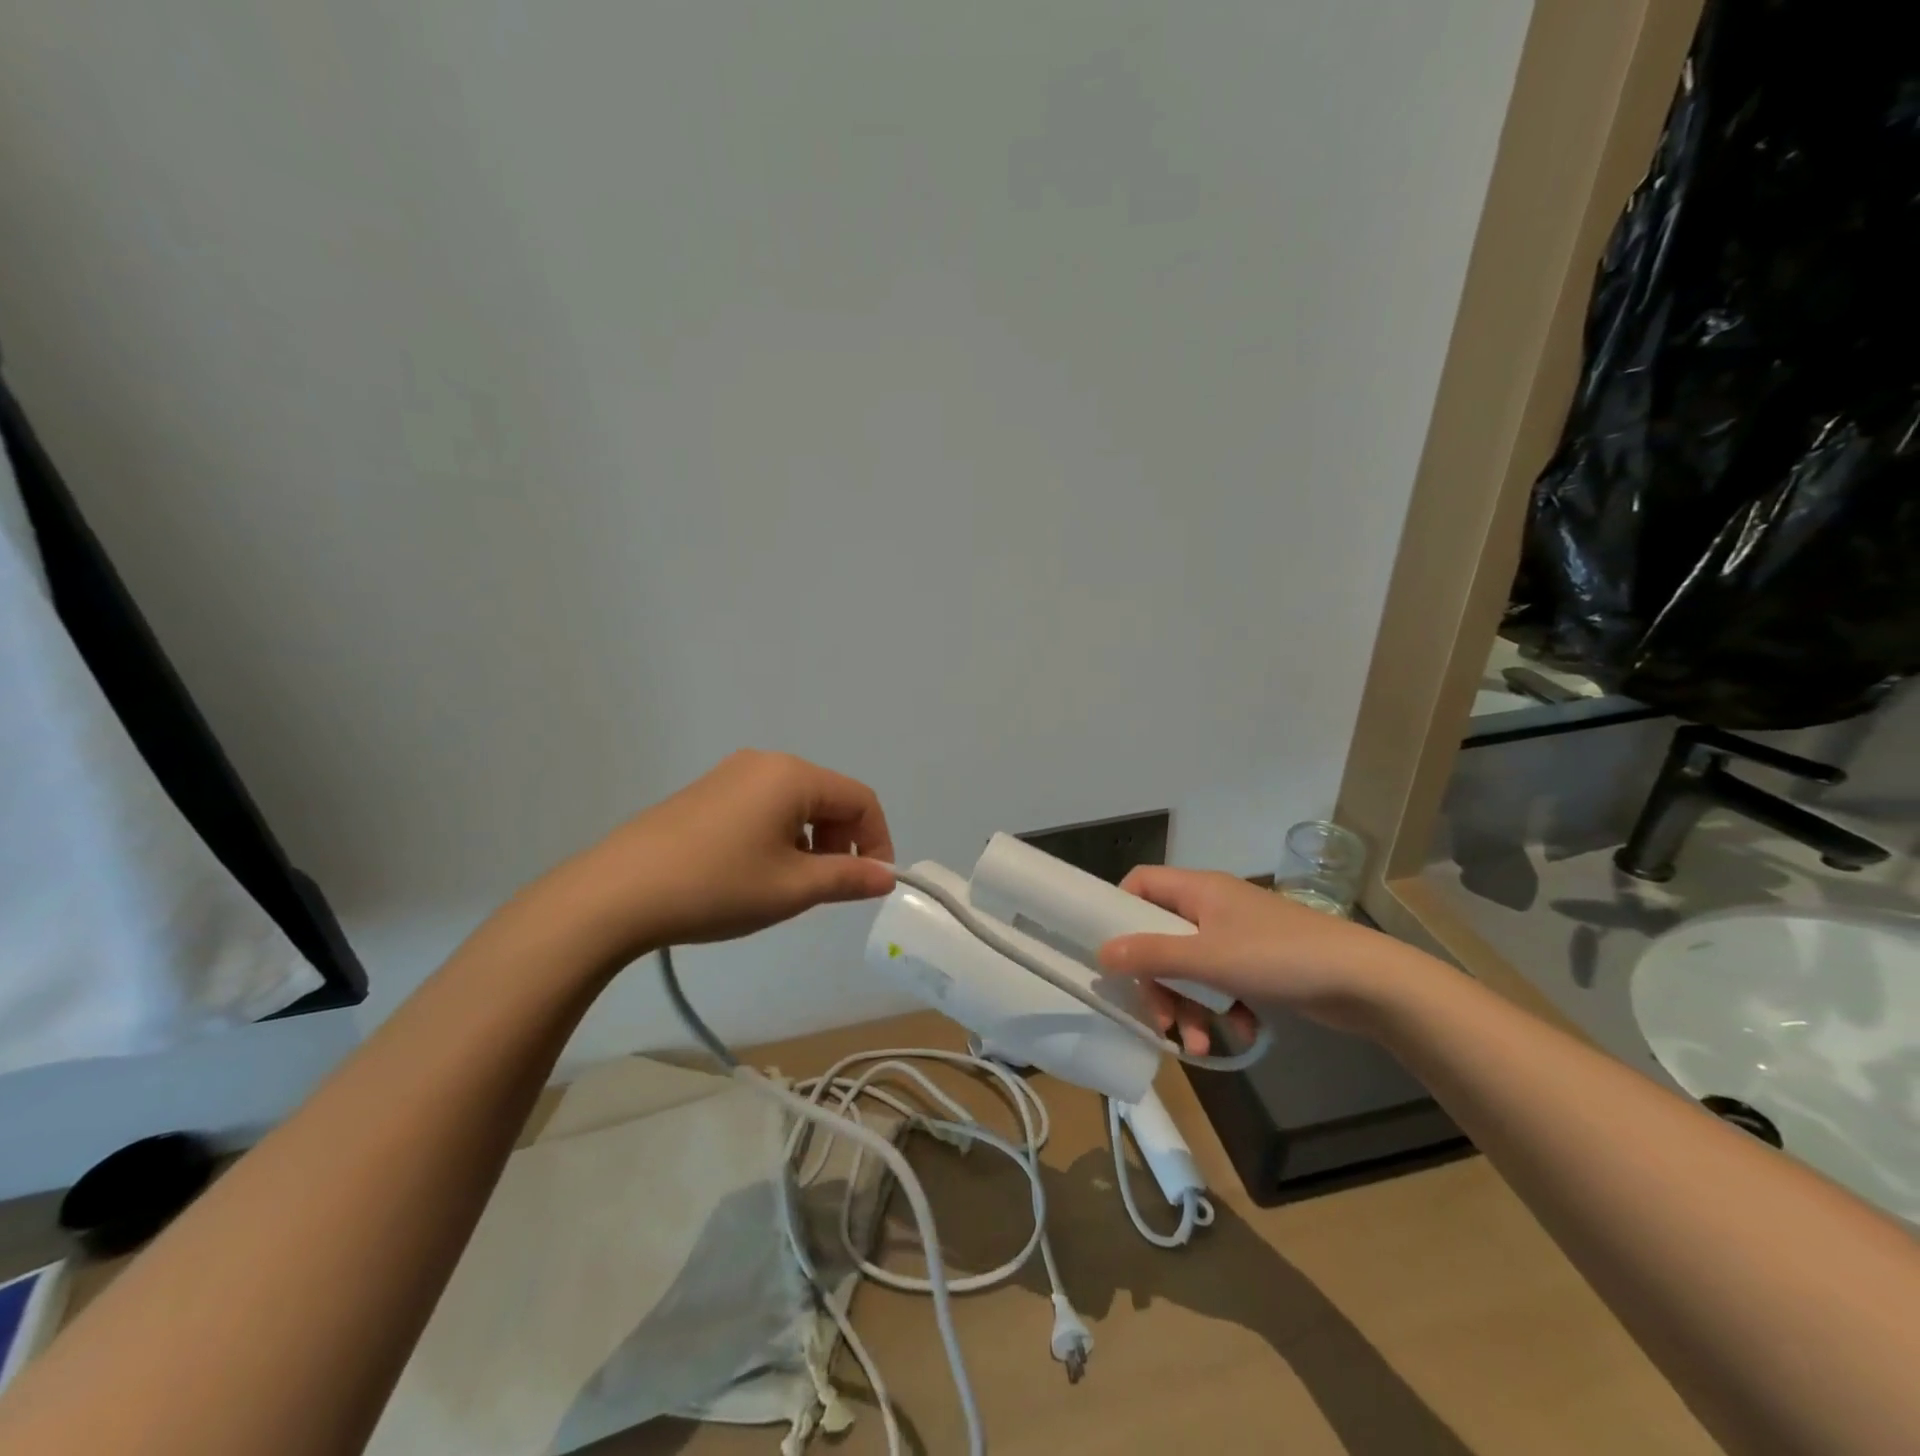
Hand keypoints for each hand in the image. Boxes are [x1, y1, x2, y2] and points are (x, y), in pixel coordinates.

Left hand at [566, 750, 896, 958]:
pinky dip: (778, 835)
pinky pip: (763, 806)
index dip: (877, 841)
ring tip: (788, 885)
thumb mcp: (792, 888)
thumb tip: (886, 876)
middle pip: (828, 797)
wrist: (616, 894)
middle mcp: (765, 763)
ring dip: (810, 841)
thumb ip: (848, 879)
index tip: (872, 884)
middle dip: (842, 841)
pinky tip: (753, 872)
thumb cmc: (717, 886)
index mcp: (793, 776)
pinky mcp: (706, 792)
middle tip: (826, 888)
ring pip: (795, 803)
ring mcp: (731, 774)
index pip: (861, 800)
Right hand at [1099, 867, 1435, 1043]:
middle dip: (1158, 981)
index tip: (1111, 951)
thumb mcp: (1207, 958)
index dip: (1120, 911)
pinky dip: (1224, 1008)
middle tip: (1161, 1019)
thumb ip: (1152, 955)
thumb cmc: (1278, 957)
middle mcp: (1213, 906)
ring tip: (1197, 1045)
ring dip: (1189, 1006)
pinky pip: (1223, 982)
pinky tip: (1240, 1033)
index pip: (1141, 883)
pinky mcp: (1259, 963)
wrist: (1364, 981)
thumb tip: (1102, 955)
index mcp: (1198, 890)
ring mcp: (1237, 935)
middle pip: (1162, 936)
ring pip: (1192, 966)